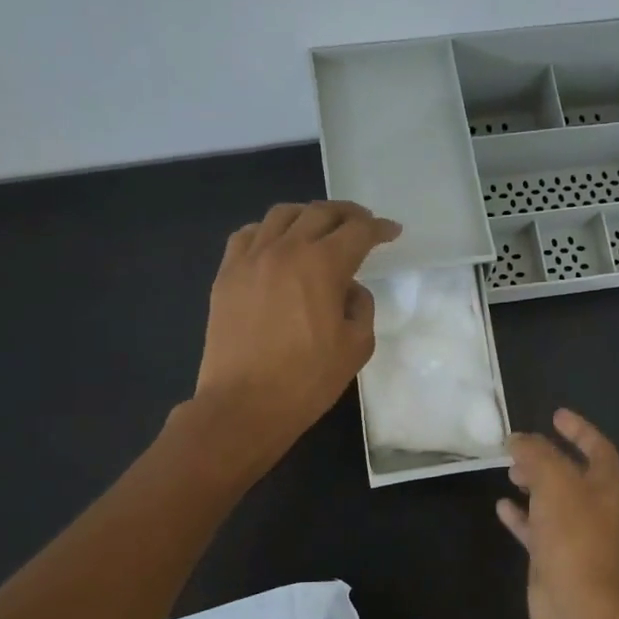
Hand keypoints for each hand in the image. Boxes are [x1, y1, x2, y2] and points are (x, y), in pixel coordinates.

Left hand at [191, 201, 401, 467]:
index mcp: (322, 265)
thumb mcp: (356, 347)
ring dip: (308, 215)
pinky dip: (268, 231)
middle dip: (347, 213)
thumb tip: (348, 289)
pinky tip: (276, 244)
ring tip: (319, 228)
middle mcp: (285, 250)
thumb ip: (361, 307)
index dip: (379, 229)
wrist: (244, 405)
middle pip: (320, 213)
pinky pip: (247, 235)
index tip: (392, 232)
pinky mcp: (226, 275)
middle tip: (362, 223)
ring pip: (281, 215)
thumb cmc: (307, 380)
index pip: (358, 232)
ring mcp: (250, 259)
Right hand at [497, 409, 618, 618]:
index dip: (579, 430)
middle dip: (547, 456)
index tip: (555, 416)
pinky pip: (535, 527)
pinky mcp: (552, 556)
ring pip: (551, 499)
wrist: (576, 605)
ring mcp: (572, 534)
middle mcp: (592, 507)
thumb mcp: (555, 482)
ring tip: (509, 471)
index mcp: (604, 486)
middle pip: (571, 472)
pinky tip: (501, 506)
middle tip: (519, 448)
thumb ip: (536, 454)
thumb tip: (518, 439)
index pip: (598, 448)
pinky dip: (519, 514)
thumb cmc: (573, 536)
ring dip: (532, 482)